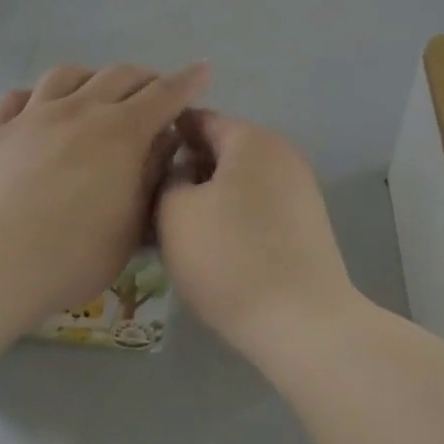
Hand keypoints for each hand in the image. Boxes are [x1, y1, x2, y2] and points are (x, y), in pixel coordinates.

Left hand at [0, 62, 209, 321]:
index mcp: (121, 132)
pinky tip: (38, 107)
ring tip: (97, 92)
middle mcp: (80, 110)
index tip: (203, 69)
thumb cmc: (76, 254)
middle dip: (144, 77)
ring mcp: (34, 115)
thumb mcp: (132, 225)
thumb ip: (152, 176)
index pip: (164, 94)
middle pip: (118, 75)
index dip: (187, 81)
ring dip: (92, 77)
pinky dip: (36, 96)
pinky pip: (16, 97)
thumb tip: (165, 142)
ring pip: (67, 74)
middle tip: (154, 92)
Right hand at [157, 112, 360, 355]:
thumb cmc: (229, 259)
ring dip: (207, 197)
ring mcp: (300, 189)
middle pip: (220, 149)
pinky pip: (257, 206)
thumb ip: (167, 177)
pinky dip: (232, 217)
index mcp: (251, 139)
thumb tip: (179, 172)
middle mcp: (281, 153)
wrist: (303, 324)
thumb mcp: (174, 212)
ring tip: (176, 229)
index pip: (197, 119)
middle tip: (151, 201)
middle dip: (185, 170)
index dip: (163, 136)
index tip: (137, 163)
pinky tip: (211, 247)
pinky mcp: (306, 224)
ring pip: (238, 181)